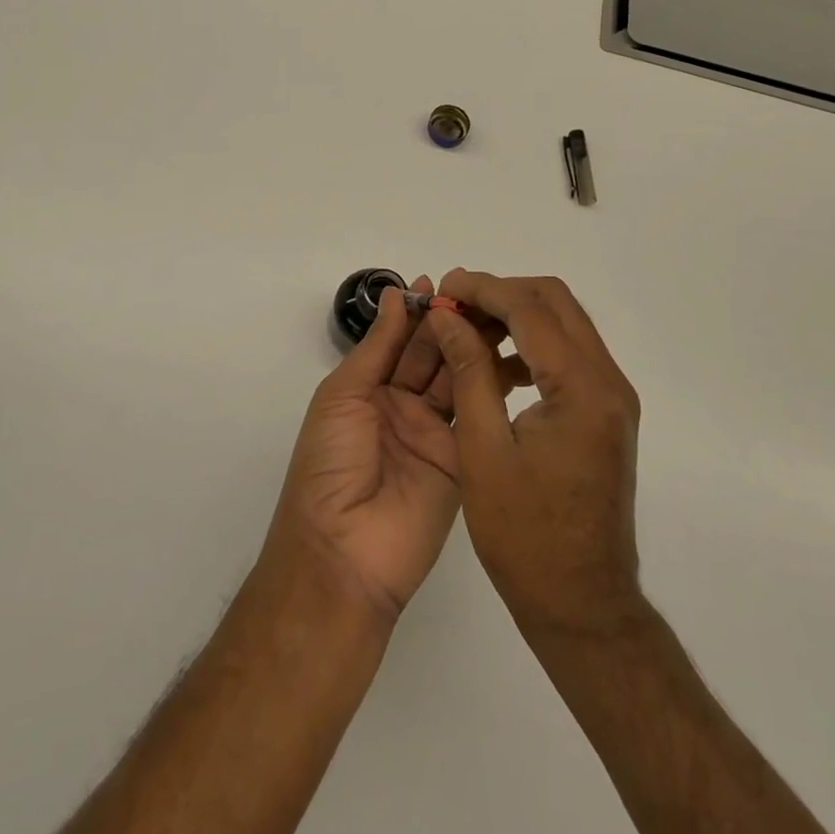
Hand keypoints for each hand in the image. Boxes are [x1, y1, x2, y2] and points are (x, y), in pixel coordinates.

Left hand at [263, 278, 463, 619]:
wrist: (344, 551)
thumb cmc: (329, 463)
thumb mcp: (343, 395)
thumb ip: (376, 347)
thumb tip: (395, 296)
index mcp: (367, 389)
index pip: (398, 341)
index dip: (417, 312)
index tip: (441, 282)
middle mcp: (402, 405)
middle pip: (430, 355)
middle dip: (450, 323)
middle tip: (478, 292)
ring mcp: (434, 432)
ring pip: (456, 378)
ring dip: (471, 346)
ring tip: (496, 313)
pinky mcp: (462, 458)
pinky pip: (475, 414)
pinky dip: (488, 384)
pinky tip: (505, 354)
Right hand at [429, 271, 647, 638]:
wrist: (583, 605)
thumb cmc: (525, 536)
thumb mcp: (483, 449)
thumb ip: (469, 371)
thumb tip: (447, 317)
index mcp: (582, 390)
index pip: (530, 309)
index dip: (482, 289)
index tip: (441, 288)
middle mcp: (608, 382)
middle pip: (555, 302)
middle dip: (501, 293)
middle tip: (453, 304)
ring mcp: (612, 398)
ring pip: (563, 324)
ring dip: (516, 315)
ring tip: (466, 329)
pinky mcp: (606, 413)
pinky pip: (568, 355)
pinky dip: (531, 345)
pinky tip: (494, 368)